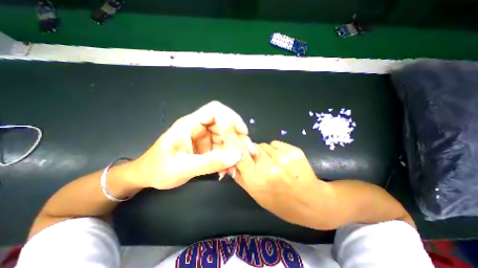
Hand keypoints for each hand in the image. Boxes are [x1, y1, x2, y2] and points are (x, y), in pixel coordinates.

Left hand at [126, 100, 253, 190]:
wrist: (146, 176)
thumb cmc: (158, 169)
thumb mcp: (184, 167)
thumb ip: (211, 162)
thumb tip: (237, 155)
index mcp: (190, 124)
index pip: (215, 110)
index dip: (231, 117)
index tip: (242, 132)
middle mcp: (198, 127)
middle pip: (224, 125)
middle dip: (236, 138)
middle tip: (246, 152)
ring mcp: (202, 137)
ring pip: (224, 138)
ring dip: (232, 151)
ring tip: (234, 167)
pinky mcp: (204, 147)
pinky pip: (220, 148)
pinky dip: (226, 158)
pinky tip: (226, 170)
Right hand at [232, 140, 335, 228]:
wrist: (312, 202)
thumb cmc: (280, 202)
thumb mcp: (256, 194)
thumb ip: (241, 177)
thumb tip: (230, 162)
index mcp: (257, 179)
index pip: (240, 155)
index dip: (237, 148)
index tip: (236, 146)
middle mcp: (269, 166)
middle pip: (252, 147)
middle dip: (252, 152)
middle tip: (259, 162)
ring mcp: (283, 157)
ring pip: (264, 145)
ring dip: (264, 152)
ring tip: (273, 163)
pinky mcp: (294, 151)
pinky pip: (275, 143)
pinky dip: (275, 149)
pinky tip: (282, 160)